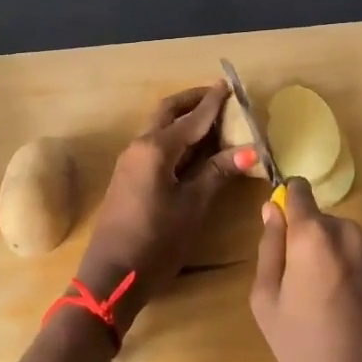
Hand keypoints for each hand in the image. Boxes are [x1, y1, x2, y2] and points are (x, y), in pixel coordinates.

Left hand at [80, 83, 251, 329]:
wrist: (112, 275)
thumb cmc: (156, 241)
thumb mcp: (193, 206)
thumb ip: (218, 173)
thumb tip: (249, 149)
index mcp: (156, 149)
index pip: (192, 118)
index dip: (213, 103)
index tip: (230, 85)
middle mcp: (140, 146)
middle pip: (168, 112)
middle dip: (193, 101)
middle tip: (219, 97)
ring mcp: (131, 161)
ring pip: (159, 127)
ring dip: (183, 119)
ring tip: (212, 120)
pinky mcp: (129, 176)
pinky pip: (155, 144)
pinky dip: (176, 137)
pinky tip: (194, 149)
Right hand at [249, 180, 361, 361]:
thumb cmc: (307, 352)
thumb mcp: (267, 302)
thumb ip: (269, 247)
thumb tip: (272, 209)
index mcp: (313, 235)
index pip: (298, 190)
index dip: (287, 204)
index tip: (280, 233)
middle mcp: (349, 231)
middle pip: (319, 220)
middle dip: (306, 241)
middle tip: (299, 289)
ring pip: (342, 238)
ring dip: (330, 256)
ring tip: (326, 305)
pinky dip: (352, 271)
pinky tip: (351, 311)